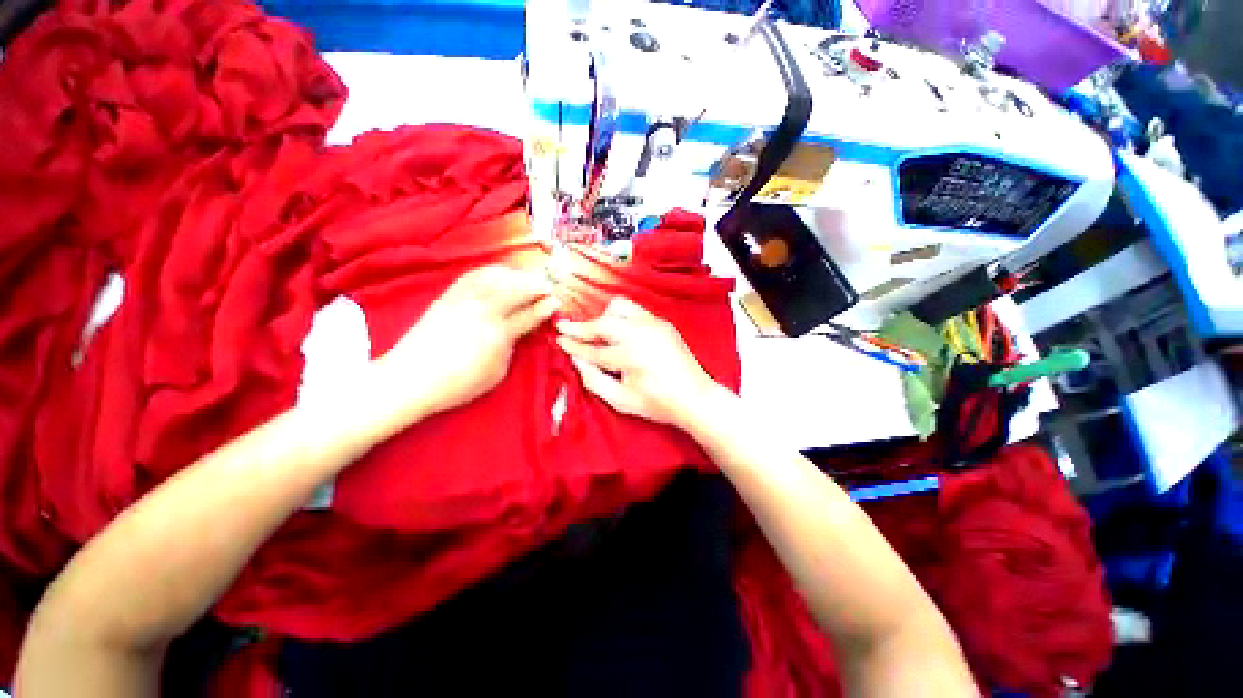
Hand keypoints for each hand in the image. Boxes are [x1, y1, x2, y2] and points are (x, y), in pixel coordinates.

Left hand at [377, 266, 558, 418]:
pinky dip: (494, 271)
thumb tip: (522, 327)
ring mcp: (463, 299)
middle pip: (516, 288)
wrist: (410, 378)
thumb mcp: (496, 371)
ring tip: (528, 279)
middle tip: (549, 287)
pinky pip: (476, 275)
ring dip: (518, 275)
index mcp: (497, 333)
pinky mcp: (448, 295)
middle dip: (537, 285)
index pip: (529, 314)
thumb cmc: (458, 382)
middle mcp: (482, 310)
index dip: (545, 306)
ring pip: (497, 277)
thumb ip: (512, 345)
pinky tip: (501, 274)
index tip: (557, 301)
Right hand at [556, 297, 725, 427]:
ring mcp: (654, 324)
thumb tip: (576, 359)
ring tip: (599, 332)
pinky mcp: (662, 322)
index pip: (593, 348)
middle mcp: (641, 334)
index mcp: (630, 356)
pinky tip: (620, 332)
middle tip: (566, 328)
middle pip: (603, 322)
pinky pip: (635, 310)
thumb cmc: (656, 403)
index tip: (558, 339)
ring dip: (604, 317)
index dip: (573, 344)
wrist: (694, 397)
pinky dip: (621, 317)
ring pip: (619, 307)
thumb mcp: (620, 400)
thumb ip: (593, 380)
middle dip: (582, 326)